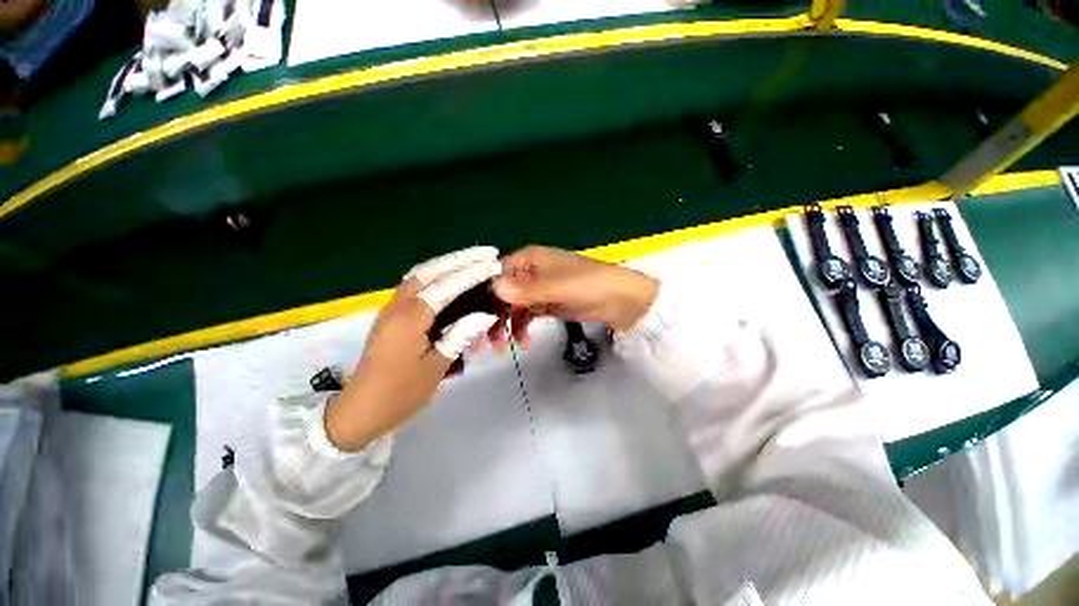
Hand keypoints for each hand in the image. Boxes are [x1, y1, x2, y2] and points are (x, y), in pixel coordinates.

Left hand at [325, 247, 502, 451]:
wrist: (361, 409)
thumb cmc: (401, 393)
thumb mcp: (436, 367)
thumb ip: (460, 336)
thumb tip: (487, 314)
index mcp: (409, 319)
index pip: (446, 286)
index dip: (472, 273)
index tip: (494, 264)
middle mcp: (397, 305)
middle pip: (431, 270)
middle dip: (461, 258)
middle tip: (488, 252)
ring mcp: (391, 307)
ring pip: (421, 273)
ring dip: (448, 262)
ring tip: (474, 259)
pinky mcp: (392, 313)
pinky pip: (415, 284)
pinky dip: (436, 273)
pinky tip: (451, 275)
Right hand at [491, 246, 658, 349]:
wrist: (620, 300)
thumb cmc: (590, 285)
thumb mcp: (558, 286)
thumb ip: (527, 289)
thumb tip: (494, 289)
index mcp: (528, 259)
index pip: (495, 274)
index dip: (482, 295)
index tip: (470, 318)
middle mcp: (528, 272)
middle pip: (500, 294)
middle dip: (491, 317)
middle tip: (482, 343)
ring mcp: (536, 290)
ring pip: (510, 308)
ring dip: (504, 327)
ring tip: (503, 349)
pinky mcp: (544, 304)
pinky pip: (525, 317)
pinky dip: (521, 329)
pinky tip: (523, 343)